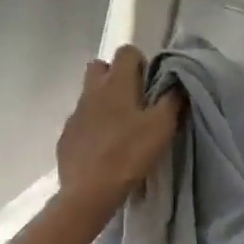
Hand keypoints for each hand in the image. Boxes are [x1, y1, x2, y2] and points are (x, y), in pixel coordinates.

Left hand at [55, 46, 181, 214]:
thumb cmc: (129, 154)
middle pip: (100, 67)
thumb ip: (172, 100)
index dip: (140, 62)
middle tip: (134, 101)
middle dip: (116, 76)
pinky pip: (81, 121)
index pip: (126, 51)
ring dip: (104, 103)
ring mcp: (74, 114)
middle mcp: (91, 92)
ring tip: (120, 129)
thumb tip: (177, 84)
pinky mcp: (66, 136)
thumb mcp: (161, 127)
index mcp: (115, 84)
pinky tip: (104, 149)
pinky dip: (92, 127)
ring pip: (89, 95)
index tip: (150, 85)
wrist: (89, 191)